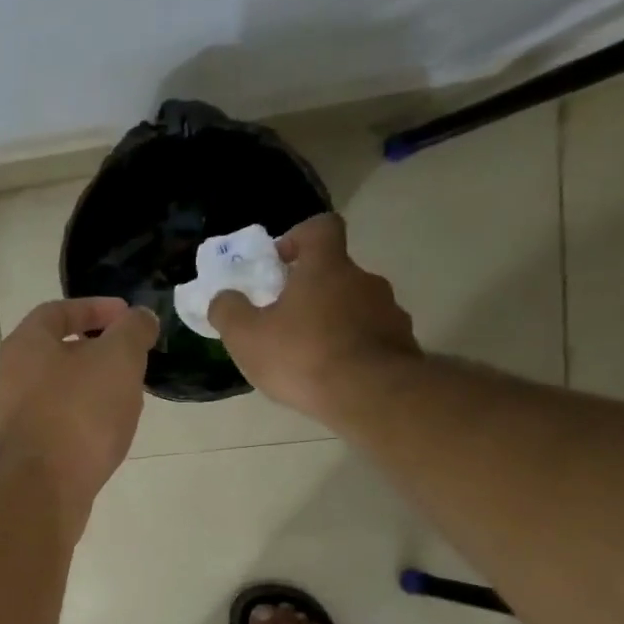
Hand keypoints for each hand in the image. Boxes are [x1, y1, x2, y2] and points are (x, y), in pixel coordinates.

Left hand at [0, 297, 158, 530]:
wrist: (45, 488)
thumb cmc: (79, 411)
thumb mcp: (118, 358)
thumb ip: (133, 330)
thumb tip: (140, 318)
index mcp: (25, 344)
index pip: (58, 311)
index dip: (95, 308)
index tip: (128, 316)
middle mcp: (12, 376)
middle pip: (58, 351)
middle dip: (98, 349)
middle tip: (133, 356)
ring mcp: (16, 416)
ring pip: (61, 388)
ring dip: (94, 385)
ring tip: (129, 393)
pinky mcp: (29, 450)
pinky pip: (61, 421)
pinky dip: (86, 417)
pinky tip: (110, 429)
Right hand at [208, 214, 418, 423]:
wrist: (370, 396)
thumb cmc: (302, 356)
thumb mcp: (246, 336)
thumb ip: (228, 311)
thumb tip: (222, 297)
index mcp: (326, 267)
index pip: (320, 228)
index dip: (298, 238)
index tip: (280, 263)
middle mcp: (364, 280)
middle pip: (335, 273)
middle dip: (310, 291)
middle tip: (284, 322)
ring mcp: (389, 312)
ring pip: (354, 307)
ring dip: (332, 322)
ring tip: (308, 357)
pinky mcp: (402, 345)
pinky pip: (371, 338)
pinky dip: (352, 349)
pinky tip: (334, 376)